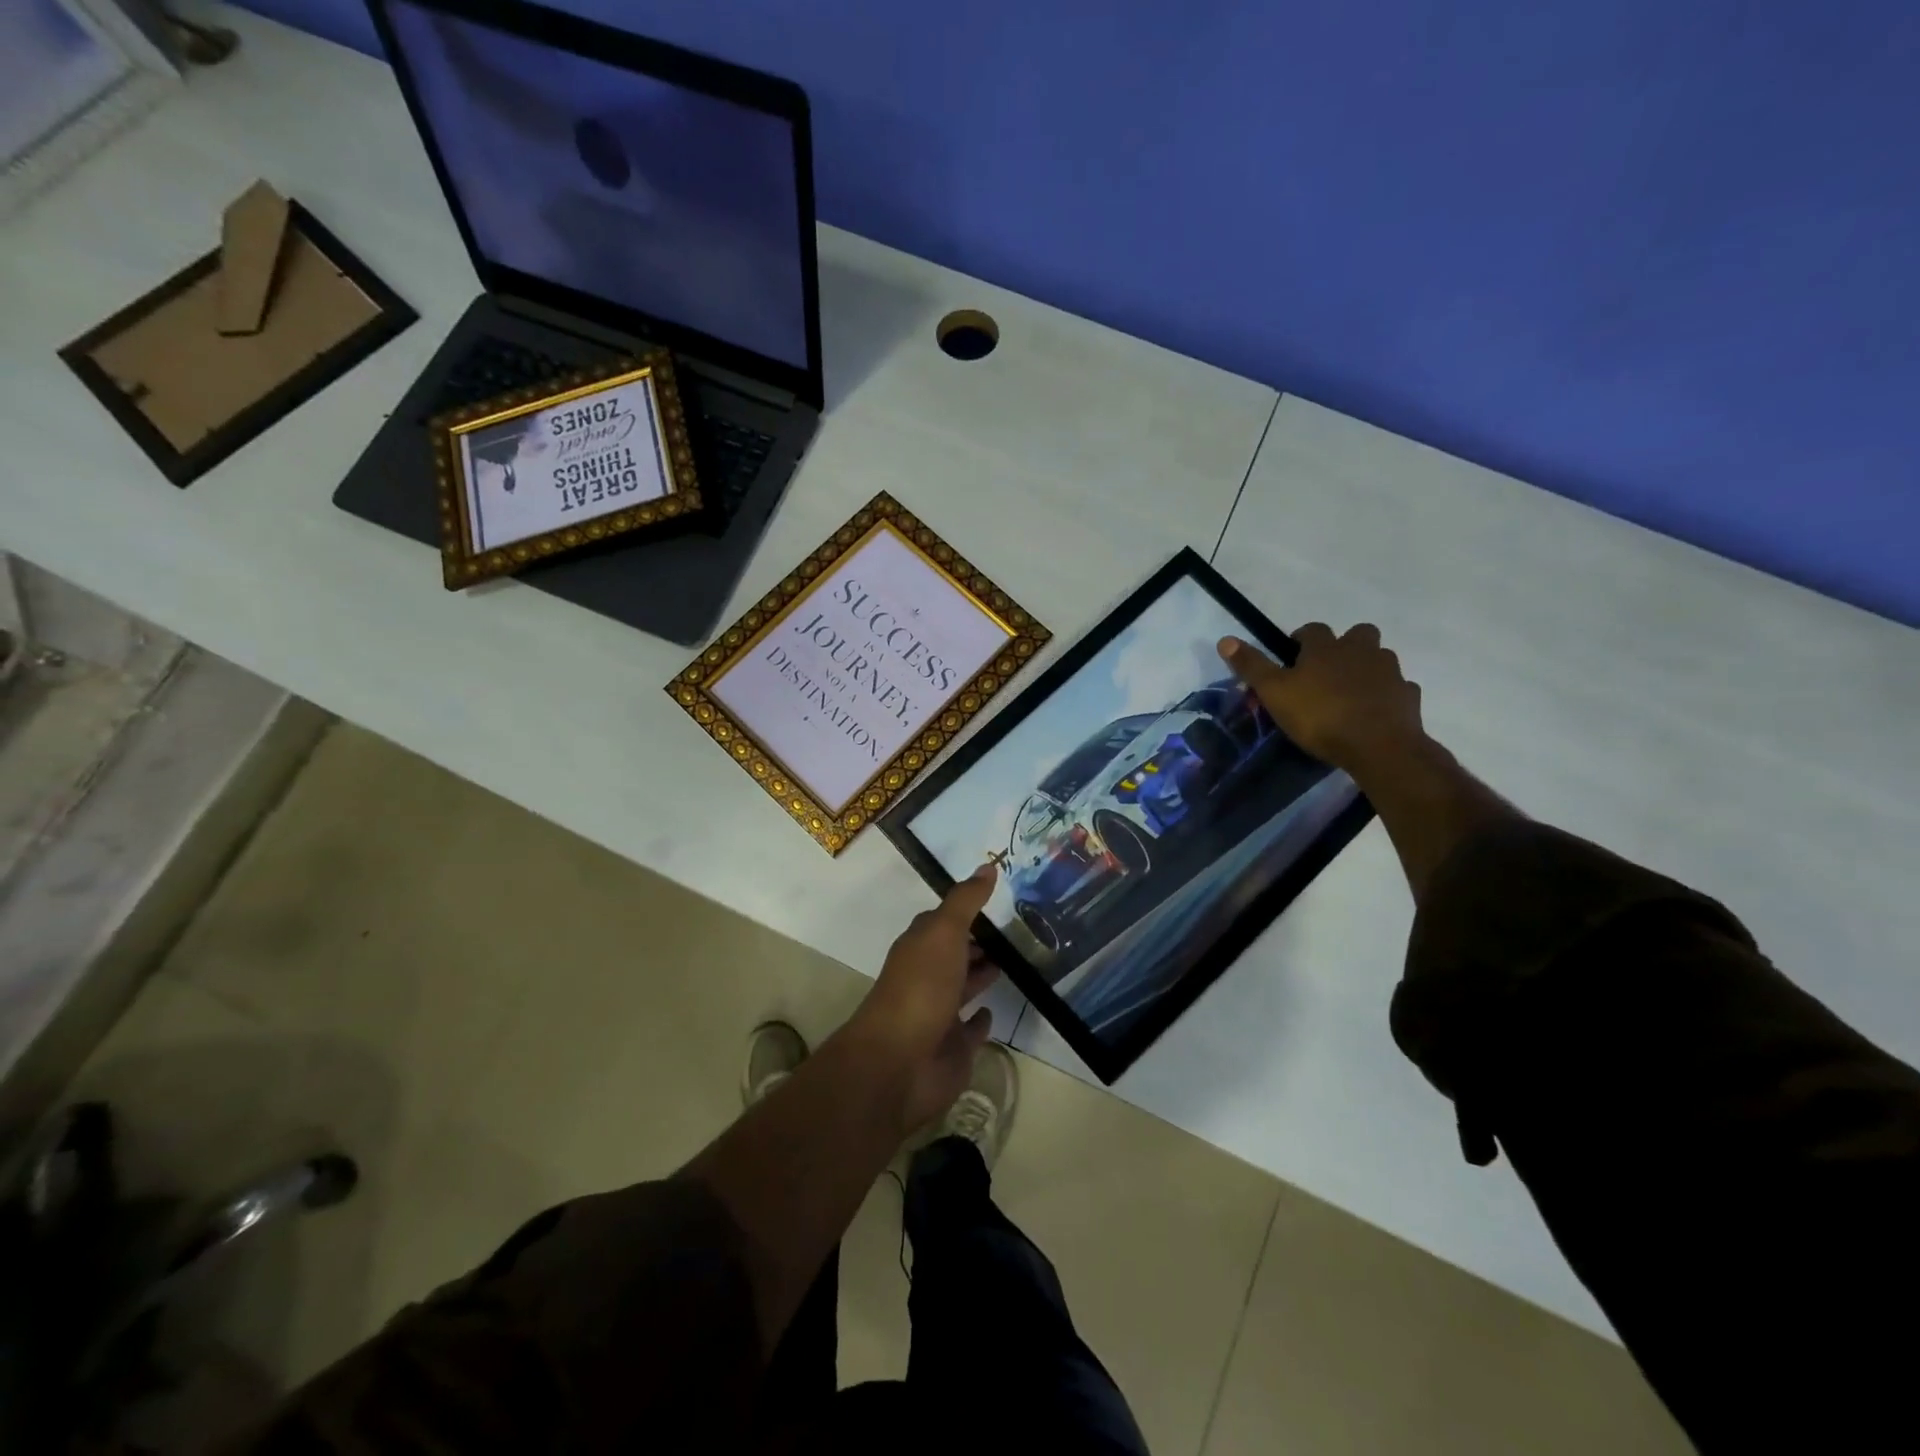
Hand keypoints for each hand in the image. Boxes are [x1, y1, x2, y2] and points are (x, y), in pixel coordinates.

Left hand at [844, 866, 1002, 1134]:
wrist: (898, 1063)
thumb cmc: (920, 989)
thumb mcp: (944, 933)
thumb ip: (966, 902)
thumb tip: (987, 866)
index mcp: (920, 948)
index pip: (942, 923)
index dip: (965, 911)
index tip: (996, 901)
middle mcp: (927, 977)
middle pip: (953, 954)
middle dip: (976, 943)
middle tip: (1013, 931)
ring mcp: (939, 1014)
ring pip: (963, 988)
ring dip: (980, 976)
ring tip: (1013, 962)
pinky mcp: (953, 1049)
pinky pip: (969, 1030)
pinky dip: (979, 1021)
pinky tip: (993, 1011)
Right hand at [1218, 624, 1425, 774]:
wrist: (1379, 746)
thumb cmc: (1319, 716)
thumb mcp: (1274, 693)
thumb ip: (1251, 666)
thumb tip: (1225, 639)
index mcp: (1326, 647)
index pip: (1312, 629)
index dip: (1301, 640)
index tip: (1291, 657)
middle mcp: (1361, 651)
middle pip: (1357, 634)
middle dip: (1344, 646)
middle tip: (1327, 671)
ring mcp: (1390, 672)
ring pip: (1379, 658)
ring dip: (1366, 668)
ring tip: (1350, 693)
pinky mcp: (1408, 696)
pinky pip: (1397, 687)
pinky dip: (1386, 694)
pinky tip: (1374, 711)